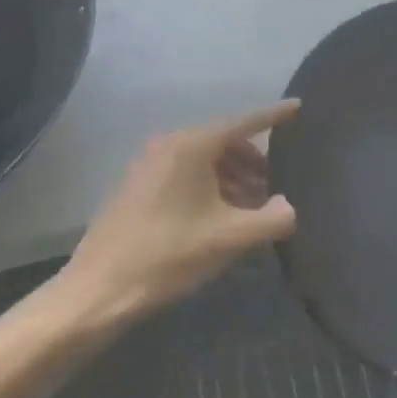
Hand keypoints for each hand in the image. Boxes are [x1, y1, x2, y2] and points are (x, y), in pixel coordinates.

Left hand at [56, 101, 300, 319]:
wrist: (97, 290)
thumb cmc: (168, 255)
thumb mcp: (229, 239)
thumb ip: (271, 219)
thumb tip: (290, 208)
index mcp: (193, 145)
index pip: (245, 122)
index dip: (275, 115)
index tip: (299, 107)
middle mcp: (170, 144)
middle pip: (225, 142)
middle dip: (254, 162)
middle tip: (276, 187)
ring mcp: (150, 163)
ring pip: (205, 160)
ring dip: (233, 178)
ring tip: (253, 209)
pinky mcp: (138, 186)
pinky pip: (186, 174)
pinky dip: (210, 186)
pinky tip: (221, 217)